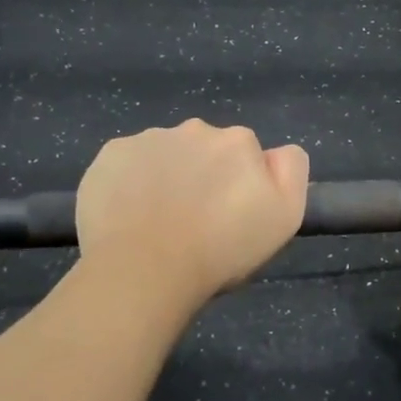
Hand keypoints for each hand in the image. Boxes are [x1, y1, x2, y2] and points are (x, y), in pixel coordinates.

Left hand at [76, 119, 309, 305]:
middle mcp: (194, 129)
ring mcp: (147, 139)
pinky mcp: (110, 155)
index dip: (241, 185)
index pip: (246, 155)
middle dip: (202, 174)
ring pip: (164, 154)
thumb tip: (275, 153)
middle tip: (195, 221)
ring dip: (166, 176)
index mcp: (238, 142)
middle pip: (204, 149)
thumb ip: (290, 172)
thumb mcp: (284, 218)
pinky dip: (129, 182)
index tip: (230, 216)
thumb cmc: (221, 250)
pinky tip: (127, 215)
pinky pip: (126, 163)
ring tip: (157, 222)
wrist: (144, 270)